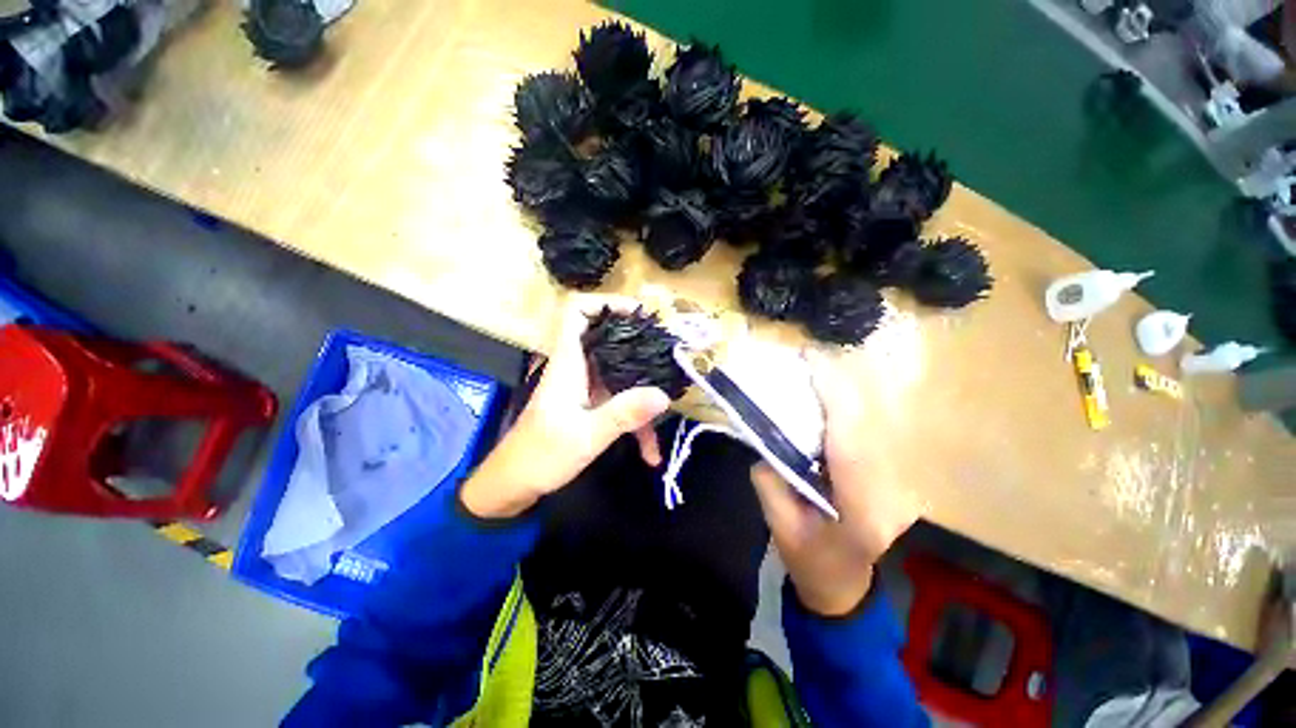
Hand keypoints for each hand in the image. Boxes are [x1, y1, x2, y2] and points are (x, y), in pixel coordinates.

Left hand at [461, 295, 671, 518]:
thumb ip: (624, 414)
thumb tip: (663, 395)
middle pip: (608, 339)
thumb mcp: (586, 436)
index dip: (605, 303)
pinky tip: (650, 452)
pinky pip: (619, 403)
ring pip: (620, 377)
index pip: (576, 312)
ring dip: (644, 395)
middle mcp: (577, 368)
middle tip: (669, 355)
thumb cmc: (541, 456)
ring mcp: (585, 388)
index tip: (639, 315)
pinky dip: (635, 423)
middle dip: (640, 345)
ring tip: (670, 409)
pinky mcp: (590, 406)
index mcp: (569, 363)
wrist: (513, 485)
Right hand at [751, 347, 922, 615]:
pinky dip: (848, 408)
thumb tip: (765, 438)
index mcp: (862, 513)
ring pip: (874, 423)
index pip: (850, 445)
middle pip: (868, 425)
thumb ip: (770, 481)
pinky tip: (827, 397)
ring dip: (844, 393)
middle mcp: (892, 494)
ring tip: (813, 371)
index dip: (835, 398)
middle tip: (807, 359)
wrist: (847, 585)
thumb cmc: (811, 562)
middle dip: (839, 386)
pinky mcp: (896, 476)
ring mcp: (901, 485)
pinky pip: (871, 431)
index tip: (813, 362)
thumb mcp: (779, 527)